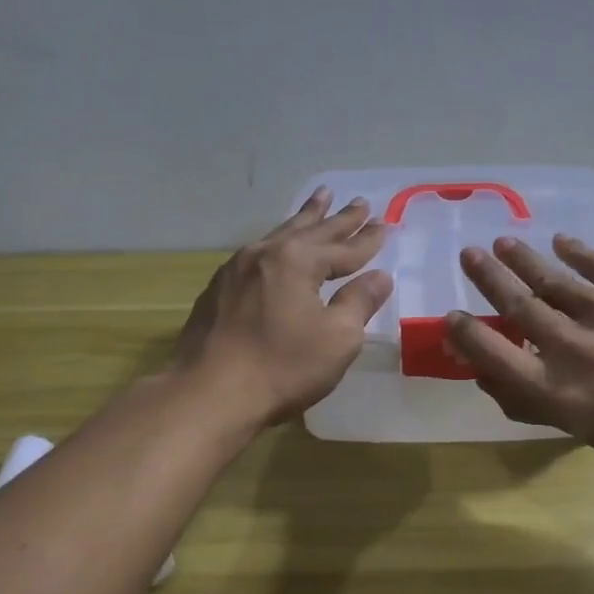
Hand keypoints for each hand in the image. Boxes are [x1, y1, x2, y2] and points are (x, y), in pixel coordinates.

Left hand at [173, 187, 393, 426]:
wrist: (208, 394)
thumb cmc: (281, 367)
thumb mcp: (337, 338)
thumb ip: (359, 302)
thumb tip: (380, 277)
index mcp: (297, 261)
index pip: (343, 247)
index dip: (367, 239)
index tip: (385, 223)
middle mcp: (265, 253)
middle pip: (311, 230)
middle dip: (338, 219)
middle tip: (358, 202)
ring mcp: (236, 269)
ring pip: (280, 234)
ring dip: (305, 218)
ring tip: (320, 199)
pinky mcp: (218, 289)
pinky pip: (258, 253)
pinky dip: (279, 241)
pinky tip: (277, 244)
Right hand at [446, 236, 593, 469]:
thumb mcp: (573, 427)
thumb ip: (523, 399)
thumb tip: (479, 370)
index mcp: (555, 389)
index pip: (493, 355)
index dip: (466, 333)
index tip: (452, 315)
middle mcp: (574, 347)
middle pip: (518, 304)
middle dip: (488, 277)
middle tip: (469, 255)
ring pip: (552, 277)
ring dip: (522, 257)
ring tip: (503, 243)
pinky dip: (577, 250)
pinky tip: (560, 242)